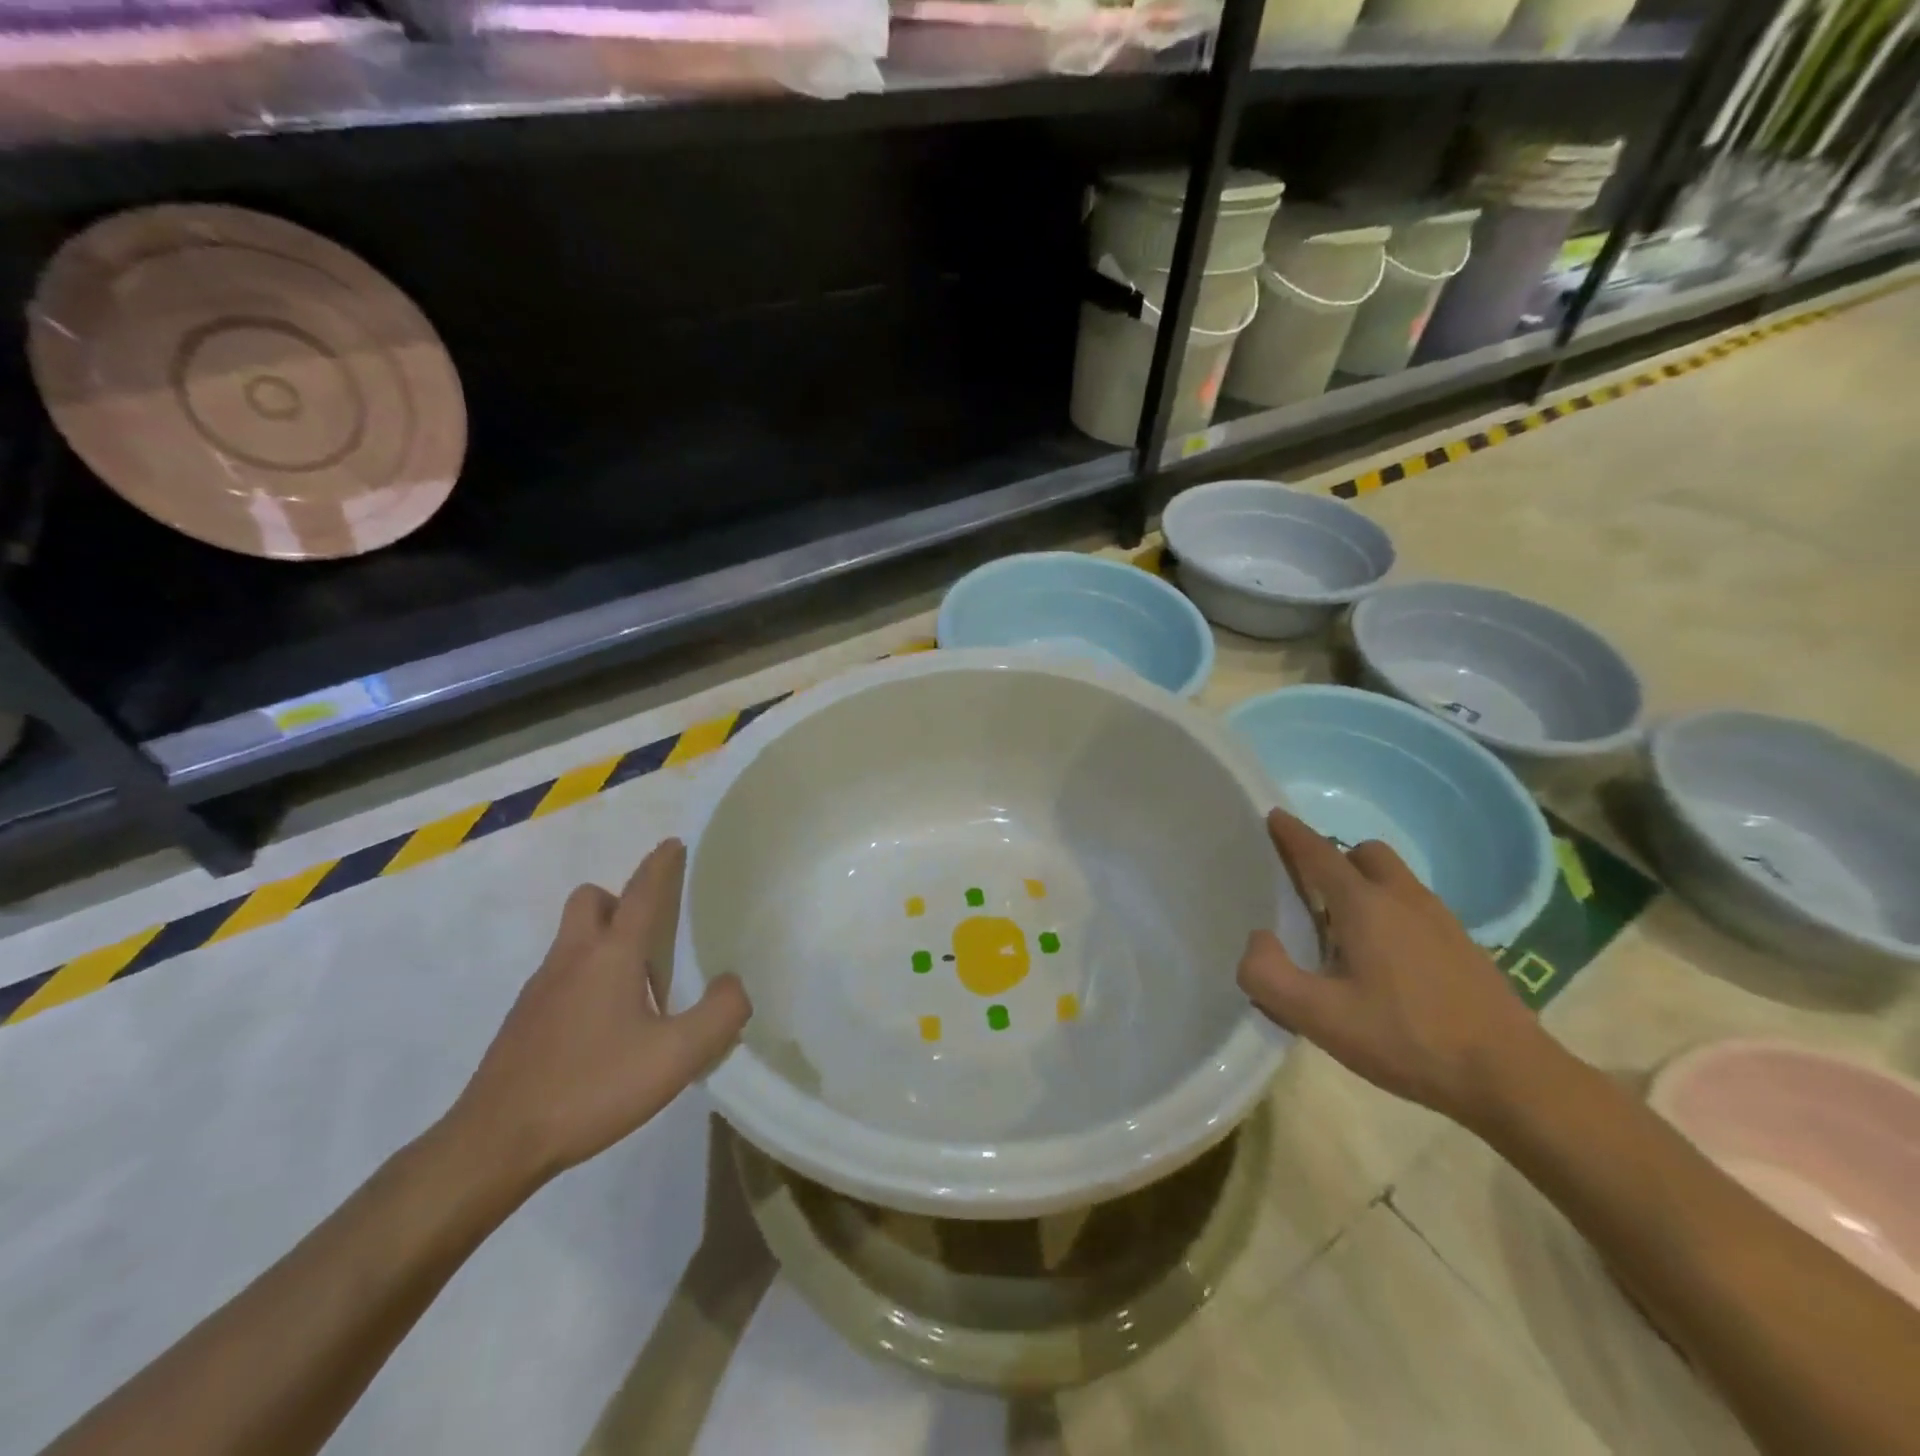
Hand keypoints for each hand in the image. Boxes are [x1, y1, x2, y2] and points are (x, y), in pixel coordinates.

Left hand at [447, 839, 750, 1186]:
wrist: (494, 1143)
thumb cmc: (591, 1088)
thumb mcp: (677, 1057)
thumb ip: (720, 1014)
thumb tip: (734, 985)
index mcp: (611, 955)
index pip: (641, 893)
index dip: (661, 865)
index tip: (673, 844)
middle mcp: (572, 958)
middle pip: (591, 900)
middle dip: (620, 900)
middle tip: (650, 933)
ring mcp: (540, 989)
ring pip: (573, 938)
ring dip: (604, 941)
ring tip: (637, 990)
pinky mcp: (523, 1021)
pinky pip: (561, 974)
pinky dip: (586, 978)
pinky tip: (604, 1027)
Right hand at [1237, 809, 1554, 1128]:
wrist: (1510, 1077)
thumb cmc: (1406, 1039)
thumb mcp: (1319, 1017)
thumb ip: (1269, 975)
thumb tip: (1257, 940)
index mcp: (1364, 906)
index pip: (1319, 853)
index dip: (1292, 833)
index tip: (1274, 815)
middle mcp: (1403, 899)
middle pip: (1363, 853)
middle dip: (1334, 858)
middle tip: (1311, 891)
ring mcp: (1441, 920)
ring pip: (1394, 878)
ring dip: (1365, 884)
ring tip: (1345, 930)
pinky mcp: (1464, 945)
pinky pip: (1416, 906)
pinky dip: (1392, 911)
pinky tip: (1387, 960)